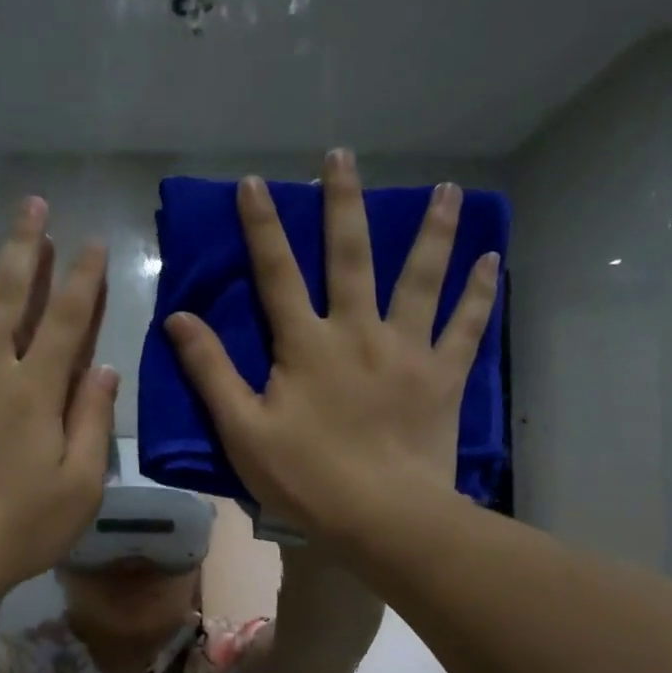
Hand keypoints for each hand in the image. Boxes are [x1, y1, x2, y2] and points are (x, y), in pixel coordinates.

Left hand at [0, 196, 116, 595]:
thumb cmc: (19, 527)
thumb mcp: (80, 486)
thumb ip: (92, 421)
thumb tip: (104, 368)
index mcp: (34, 389)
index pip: (65, 318)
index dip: (82, 277)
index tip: (91, 242)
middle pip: (5, 291)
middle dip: (23, 244)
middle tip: (31, 203)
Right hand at [164, 149, 498, 540]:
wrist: (382, 516)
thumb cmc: (305, 478)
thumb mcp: (242, 430)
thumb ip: (211, 371)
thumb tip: (179, 318)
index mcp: (305, 345)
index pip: (277, 273)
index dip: (263, 227)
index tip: (256, 183)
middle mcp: (357, 331)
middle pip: (350, 256)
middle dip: (343, 203)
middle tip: (343, 156)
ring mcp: (406, 350)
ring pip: (421, 278)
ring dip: (432, 231)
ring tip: (447, 189)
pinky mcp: (442, 376)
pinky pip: (465, 326)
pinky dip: (480, 292)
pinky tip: (492, 259)